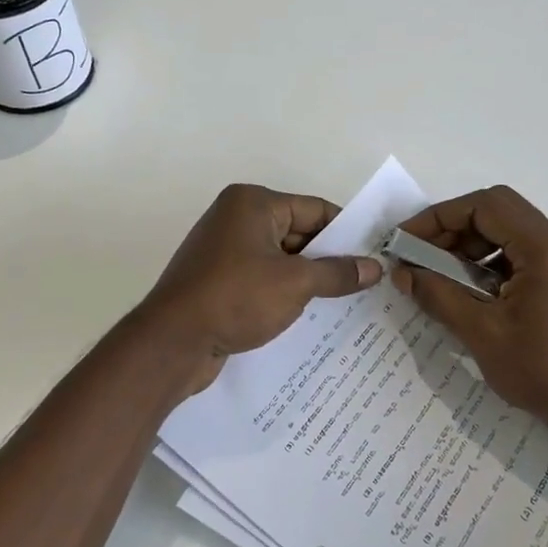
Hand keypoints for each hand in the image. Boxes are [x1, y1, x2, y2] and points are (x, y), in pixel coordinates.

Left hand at [139, 184, 382, 394]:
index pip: (314, 209)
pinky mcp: (217, 280)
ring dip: (308, 279)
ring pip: (280, 259)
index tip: (375, 255)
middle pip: (298, 233)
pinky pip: (262, 279)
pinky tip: (307, 315)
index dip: (347, 232)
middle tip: (366, 283)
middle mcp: (236, 218)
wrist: (172, 342)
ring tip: (344, 302)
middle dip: (328, 259)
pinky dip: (283, 293)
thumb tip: (375, 267)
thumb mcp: (295, 283)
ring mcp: (224, 250)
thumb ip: (337, 273)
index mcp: (253, 203)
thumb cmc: (236, 298)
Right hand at [392, 186, 547, 440]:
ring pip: (507, 232)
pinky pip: (520, 254)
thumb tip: (401, 272)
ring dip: (469, 246)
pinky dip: (488, 263)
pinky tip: (468, 291)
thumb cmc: (542, 371)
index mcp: (546, 248)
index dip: (440, 217)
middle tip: (419, 257)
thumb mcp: (481, 333)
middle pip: (497, 212)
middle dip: (452, 229)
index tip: (407, 240)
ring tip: (438, 276)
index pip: (486, 206)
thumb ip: (438, 295)